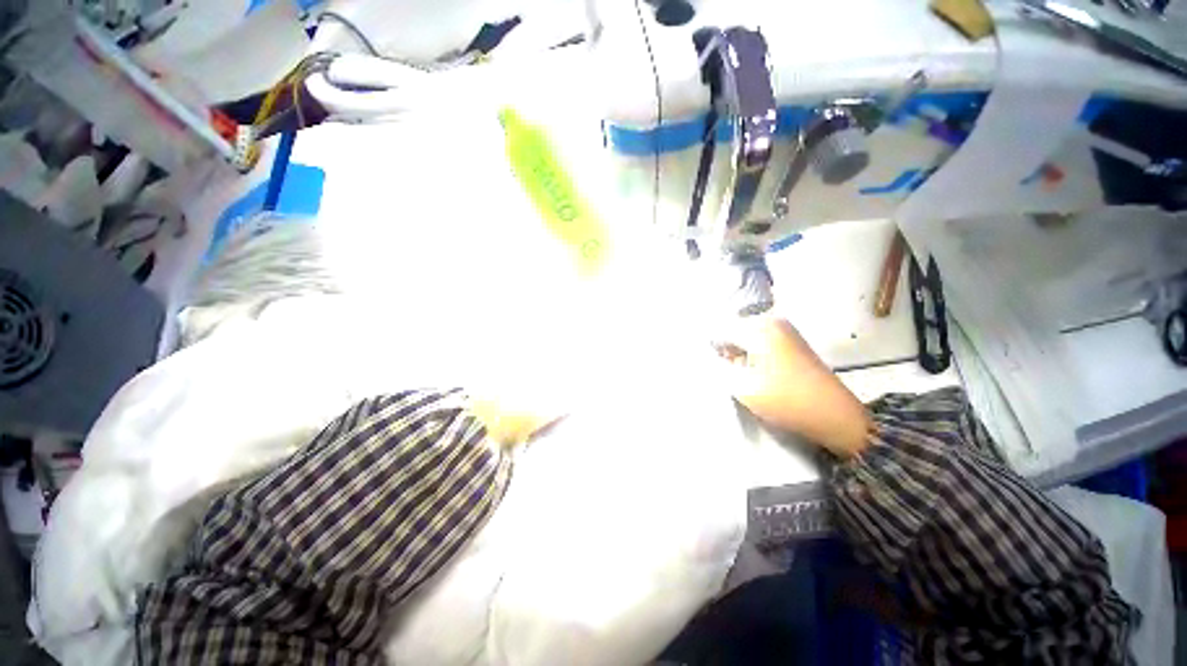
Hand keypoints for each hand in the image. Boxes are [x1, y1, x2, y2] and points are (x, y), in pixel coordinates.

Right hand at [717, 315, 870, 457]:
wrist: (837, 418)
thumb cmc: (788, 400)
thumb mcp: (742, 386)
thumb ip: (716, 367)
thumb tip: (702, 357)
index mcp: (760, 326)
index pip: (719, 330)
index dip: (707, 348)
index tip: (701, 366)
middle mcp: (772, 322)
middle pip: (732, 332)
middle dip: (721, 352)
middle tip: (718, 374)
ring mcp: (784, 332)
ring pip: (744, 340)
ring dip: (734, 356)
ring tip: (734, 377)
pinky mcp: (790, 345)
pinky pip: (758, 345)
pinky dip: (748, 358)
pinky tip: (749, 376)